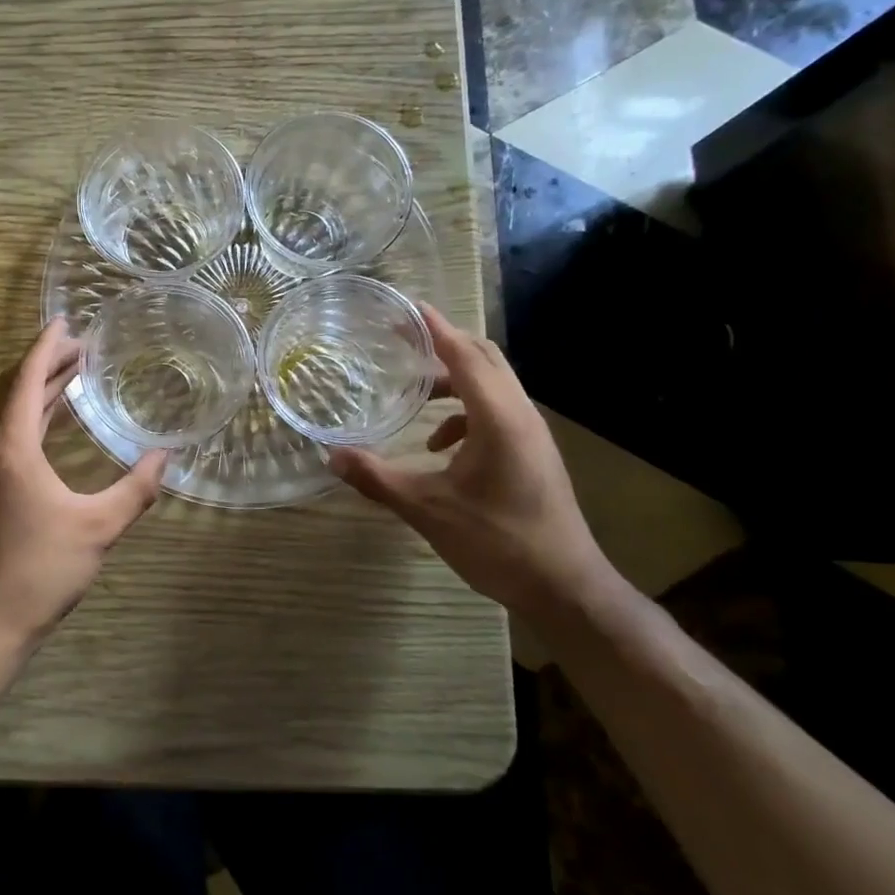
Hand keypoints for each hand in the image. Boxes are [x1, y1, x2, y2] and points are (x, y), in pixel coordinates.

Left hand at [0, 318, 169, 650]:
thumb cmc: (41, 571)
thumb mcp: (99, 527)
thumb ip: (136, 488)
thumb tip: (166, 455)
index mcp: (10, 448)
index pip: (27, 380)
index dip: (47, 347)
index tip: (66, 322)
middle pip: (11, 389)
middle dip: (43, 363)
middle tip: (80, 347)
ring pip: (3, 413)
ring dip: (34, 390)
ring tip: (70, 375)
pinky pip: (0, 434)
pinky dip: (26, 416)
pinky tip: (49, 424)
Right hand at [325, 304, 612, 619]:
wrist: (564, 588)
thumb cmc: (498, 543)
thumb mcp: (427, 510)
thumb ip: (377, 479)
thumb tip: (330, 456)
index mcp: (498, 418)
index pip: (464, 354)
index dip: (435, 328)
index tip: (406, 307)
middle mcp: (520, 415)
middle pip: (484, 359)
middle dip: (443, 344)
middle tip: (403, 340)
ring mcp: (531, 434)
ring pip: (492, 385)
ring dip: (453, 379)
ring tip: (414, 390)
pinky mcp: (532, 453)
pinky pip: (496, 412)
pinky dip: (463, 413)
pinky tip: (437, 445)